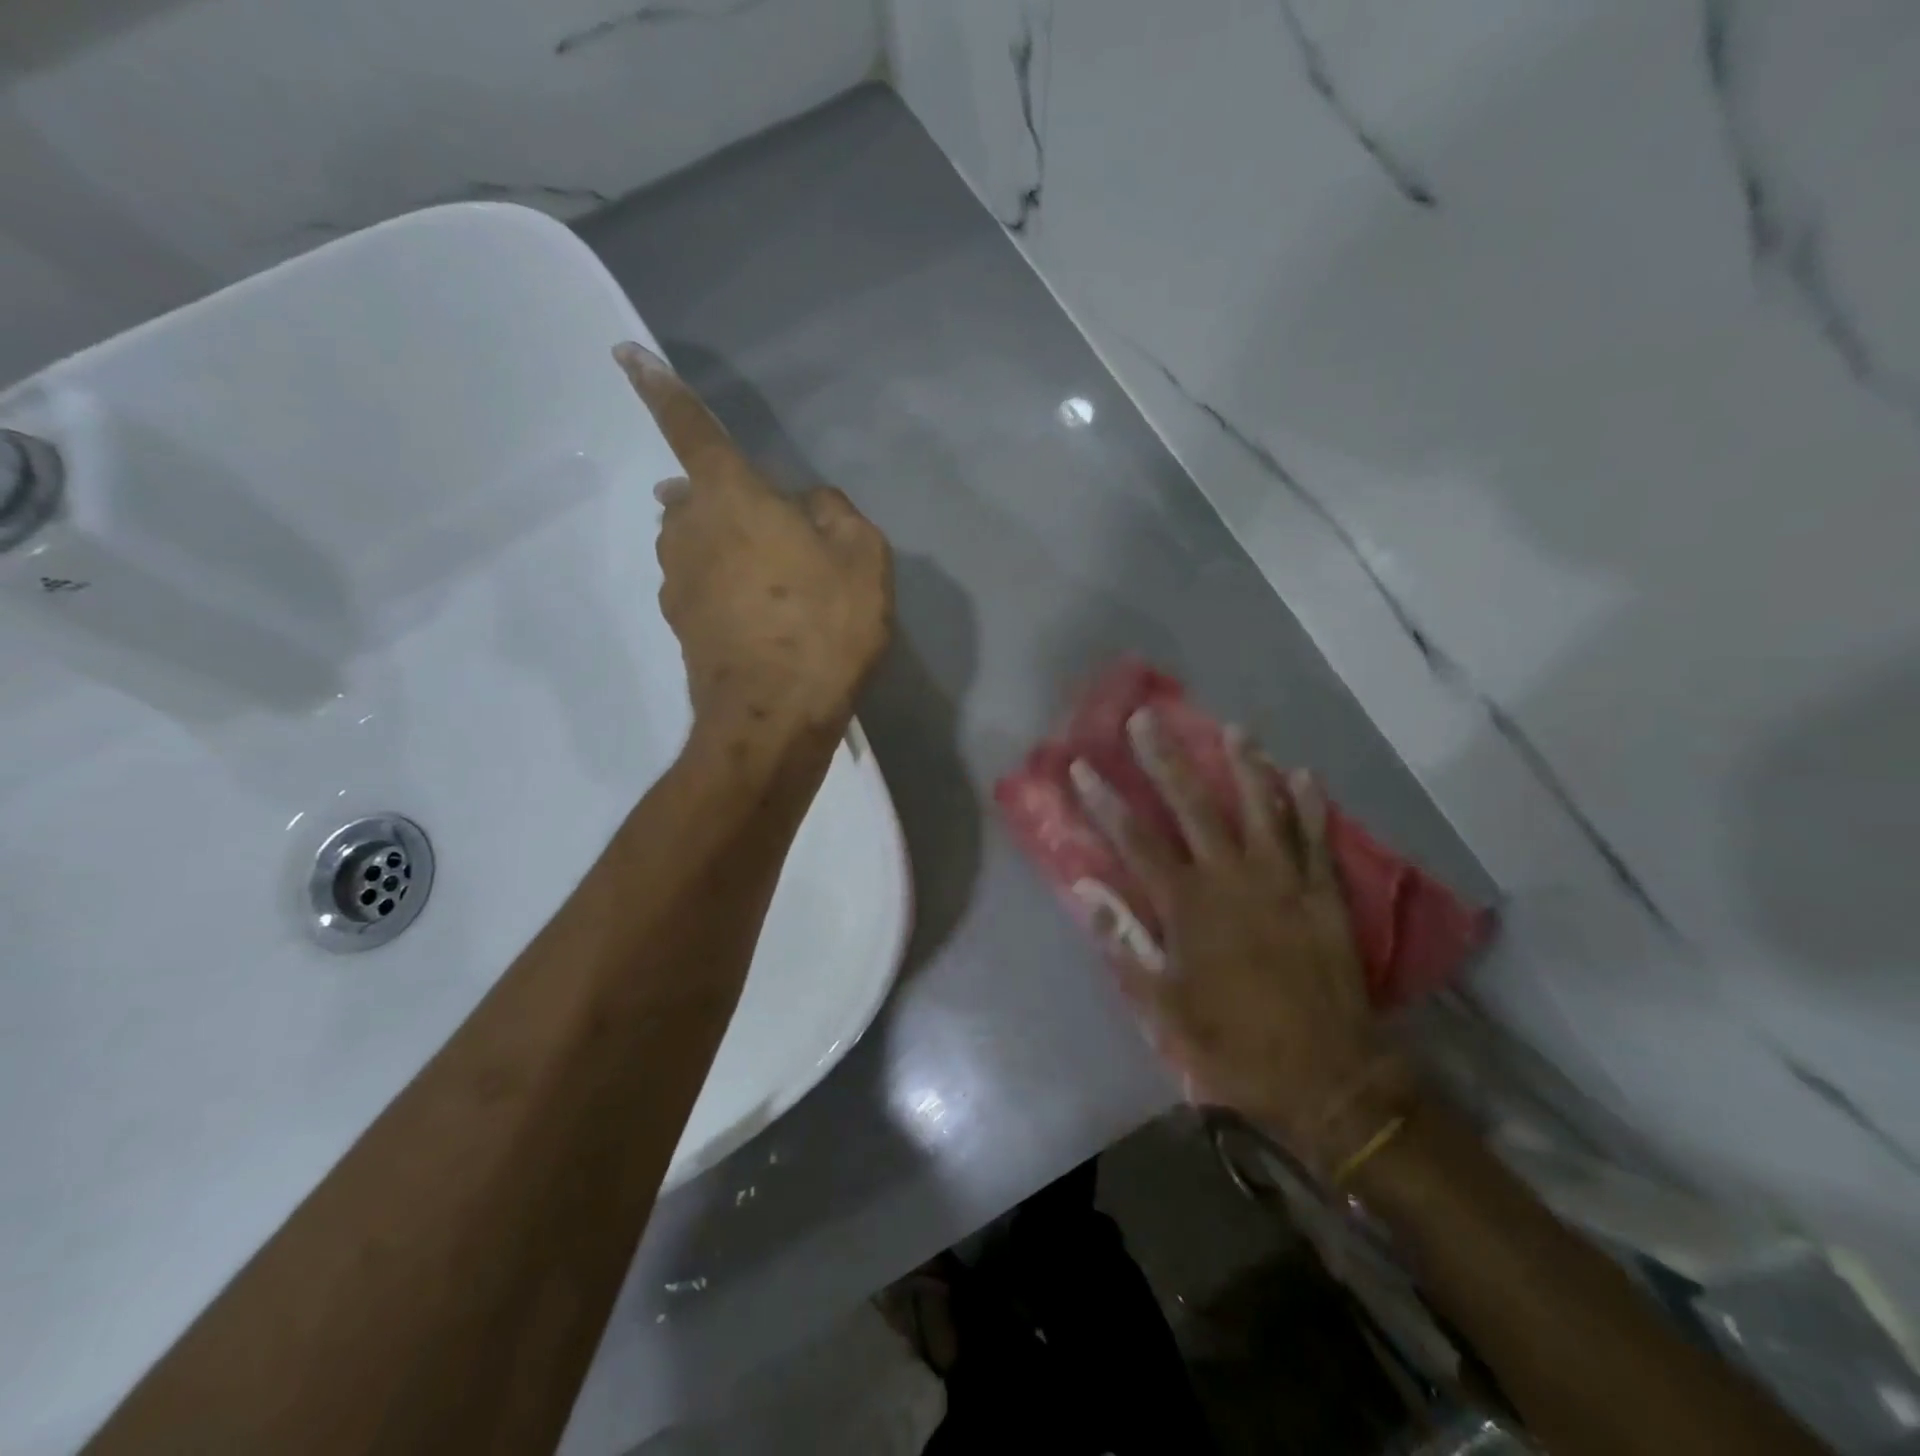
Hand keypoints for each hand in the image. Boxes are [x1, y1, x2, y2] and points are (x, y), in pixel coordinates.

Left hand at [615, 343, 892, 735]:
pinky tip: (765, 618)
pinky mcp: (681, 627)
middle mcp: (688, 530)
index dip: (661, 389)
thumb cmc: (823, 624)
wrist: (774, 717)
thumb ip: (834, 512)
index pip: (692, 429)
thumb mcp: (862, 556)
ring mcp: (678, 582)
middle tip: (771, 525)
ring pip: (697, 543)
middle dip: (724, 496)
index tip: (625, 355)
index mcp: (730, 496)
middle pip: (695, 494)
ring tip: (775, 579)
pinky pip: (704, 586)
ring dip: (727, 546)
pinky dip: (728, 589)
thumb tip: (808, 504)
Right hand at [1073, 711, 1417, 1173]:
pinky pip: (1315, 840)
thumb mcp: (1163, 1004)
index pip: (1135, 839)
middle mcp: (1232, 879)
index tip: (1082, 766)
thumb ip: (1124, 941)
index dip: (1105, 801)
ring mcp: (1283, 882)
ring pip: (1261, 809)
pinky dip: (1309, 806)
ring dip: (1245, 765)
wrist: (1326, 1077)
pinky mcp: (1323, 896)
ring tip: (1233, 728)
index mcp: (1188, 906)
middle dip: (1165, 759)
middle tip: (1147, 718)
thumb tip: (1086, 890)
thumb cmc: (1232, 1042)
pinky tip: (1303, 774)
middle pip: (1193, 806)